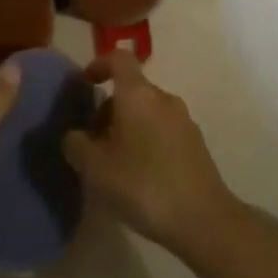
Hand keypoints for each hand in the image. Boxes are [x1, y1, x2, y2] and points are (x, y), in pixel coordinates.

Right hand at [63, 54, 245, 260]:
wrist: (203, 219)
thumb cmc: (143, 185)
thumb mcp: (95, 169)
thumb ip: (76, 145)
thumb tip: (74, 135)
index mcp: (138, 94)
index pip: (120, 58)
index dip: (100, 64)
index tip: (86, 83)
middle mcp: (163, 98)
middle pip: (132, 89)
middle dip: (109, 109)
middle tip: (92, 142)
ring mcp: (184, 120)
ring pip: (148, 111)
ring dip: (127, 127)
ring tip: (114, 164)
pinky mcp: (195, 143)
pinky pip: (163, 129)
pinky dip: (146, 140)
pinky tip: (139, 175)